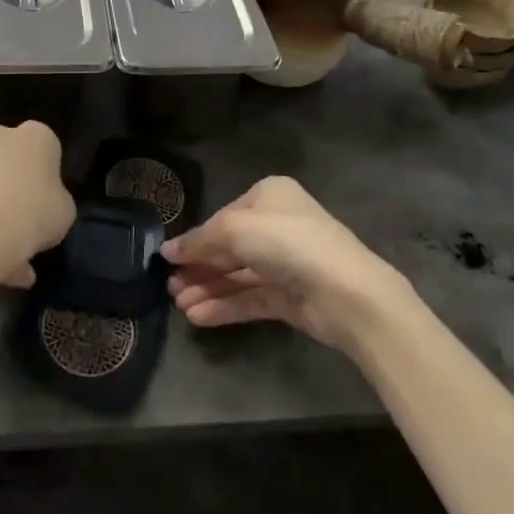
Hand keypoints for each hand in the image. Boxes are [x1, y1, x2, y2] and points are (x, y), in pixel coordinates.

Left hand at [0, 122, 74, 289]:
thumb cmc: (32, 214)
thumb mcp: (64, 214)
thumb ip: (56, 202)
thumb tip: (43, 208)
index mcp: (35, 137)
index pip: (47, 148)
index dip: (49, 177)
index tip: (49, 203)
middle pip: (11, 161)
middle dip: (16, 188)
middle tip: (25, 225)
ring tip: (6, 260)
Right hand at [161, 177, 407, 351]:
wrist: (346, 293)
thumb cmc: (288, 243)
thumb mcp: (235, 230)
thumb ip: (200, 241)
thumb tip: (168, 251)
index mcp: (269, 196)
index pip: (224, 217)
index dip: (196, 239)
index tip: (167, 258)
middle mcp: (278, 225)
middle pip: (229, 248)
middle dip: (198, 267)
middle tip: (168, 287)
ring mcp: (286, 263)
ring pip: (238, 275)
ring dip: (208, 289)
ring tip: (179, 306)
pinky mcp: (291, 297)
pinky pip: (250, 298)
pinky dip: (225, 306)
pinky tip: (199, 317)